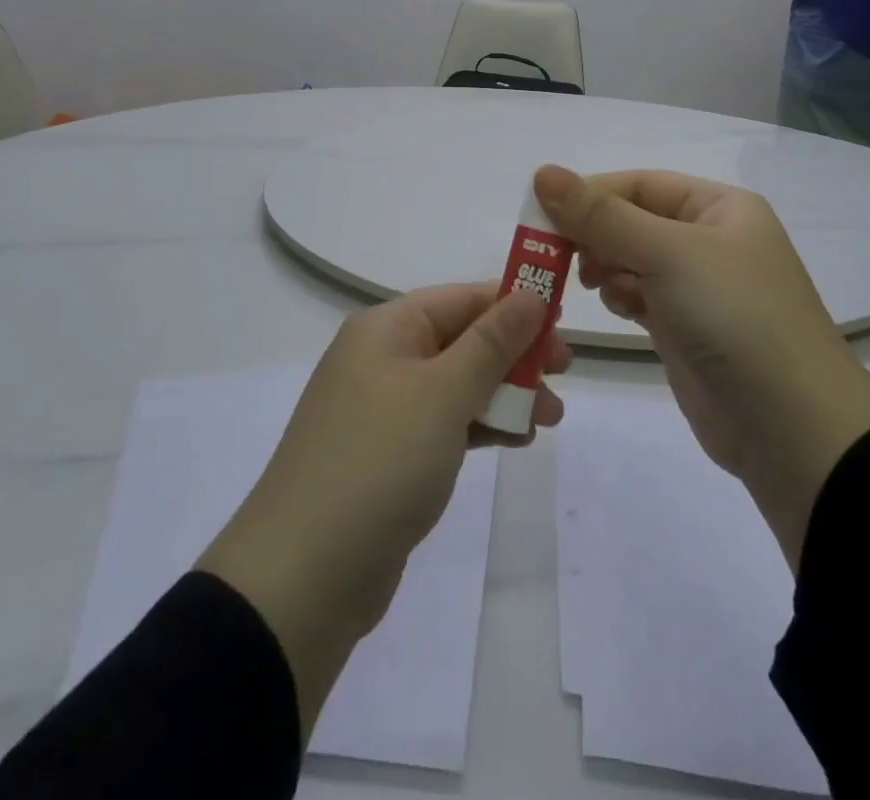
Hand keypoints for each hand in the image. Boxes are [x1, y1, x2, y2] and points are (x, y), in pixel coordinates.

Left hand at [198, 283, 569, 730]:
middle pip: (462, 339)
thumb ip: (492, 342)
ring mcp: (384, 409)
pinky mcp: (390, 454)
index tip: (563, 321)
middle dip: (515, 355)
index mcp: (387, 329)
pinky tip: (516, 440)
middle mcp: (383, 358)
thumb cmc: (380, 461)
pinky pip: (445, 423)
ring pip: (458, 384)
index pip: (462, 298)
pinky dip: (481, 425)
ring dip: (505, 394)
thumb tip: (530, 292)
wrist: (304, 576)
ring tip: (550, 418)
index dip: (514, 303)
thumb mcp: (444, 393)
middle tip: (564, 372)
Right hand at [533, 165, 869, 568]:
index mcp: (719, 207)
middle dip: (593, 234)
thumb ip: (602, 216)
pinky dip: (619, 295)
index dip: (590, 193)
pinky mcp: (684, 328)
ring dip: (603, 265)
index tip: (541, 214)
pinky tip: (615, 307)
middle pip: (631, 220)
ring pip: (631, 259)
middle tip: (555, 256)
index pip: (639, 184)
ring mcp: (697, 286)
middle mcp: (709, 240)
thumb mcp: (669, 254)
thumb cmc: (735, 318)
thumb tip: (542, 172)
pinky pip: (638, 296)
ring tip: (588, 283)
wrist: (792, 429)